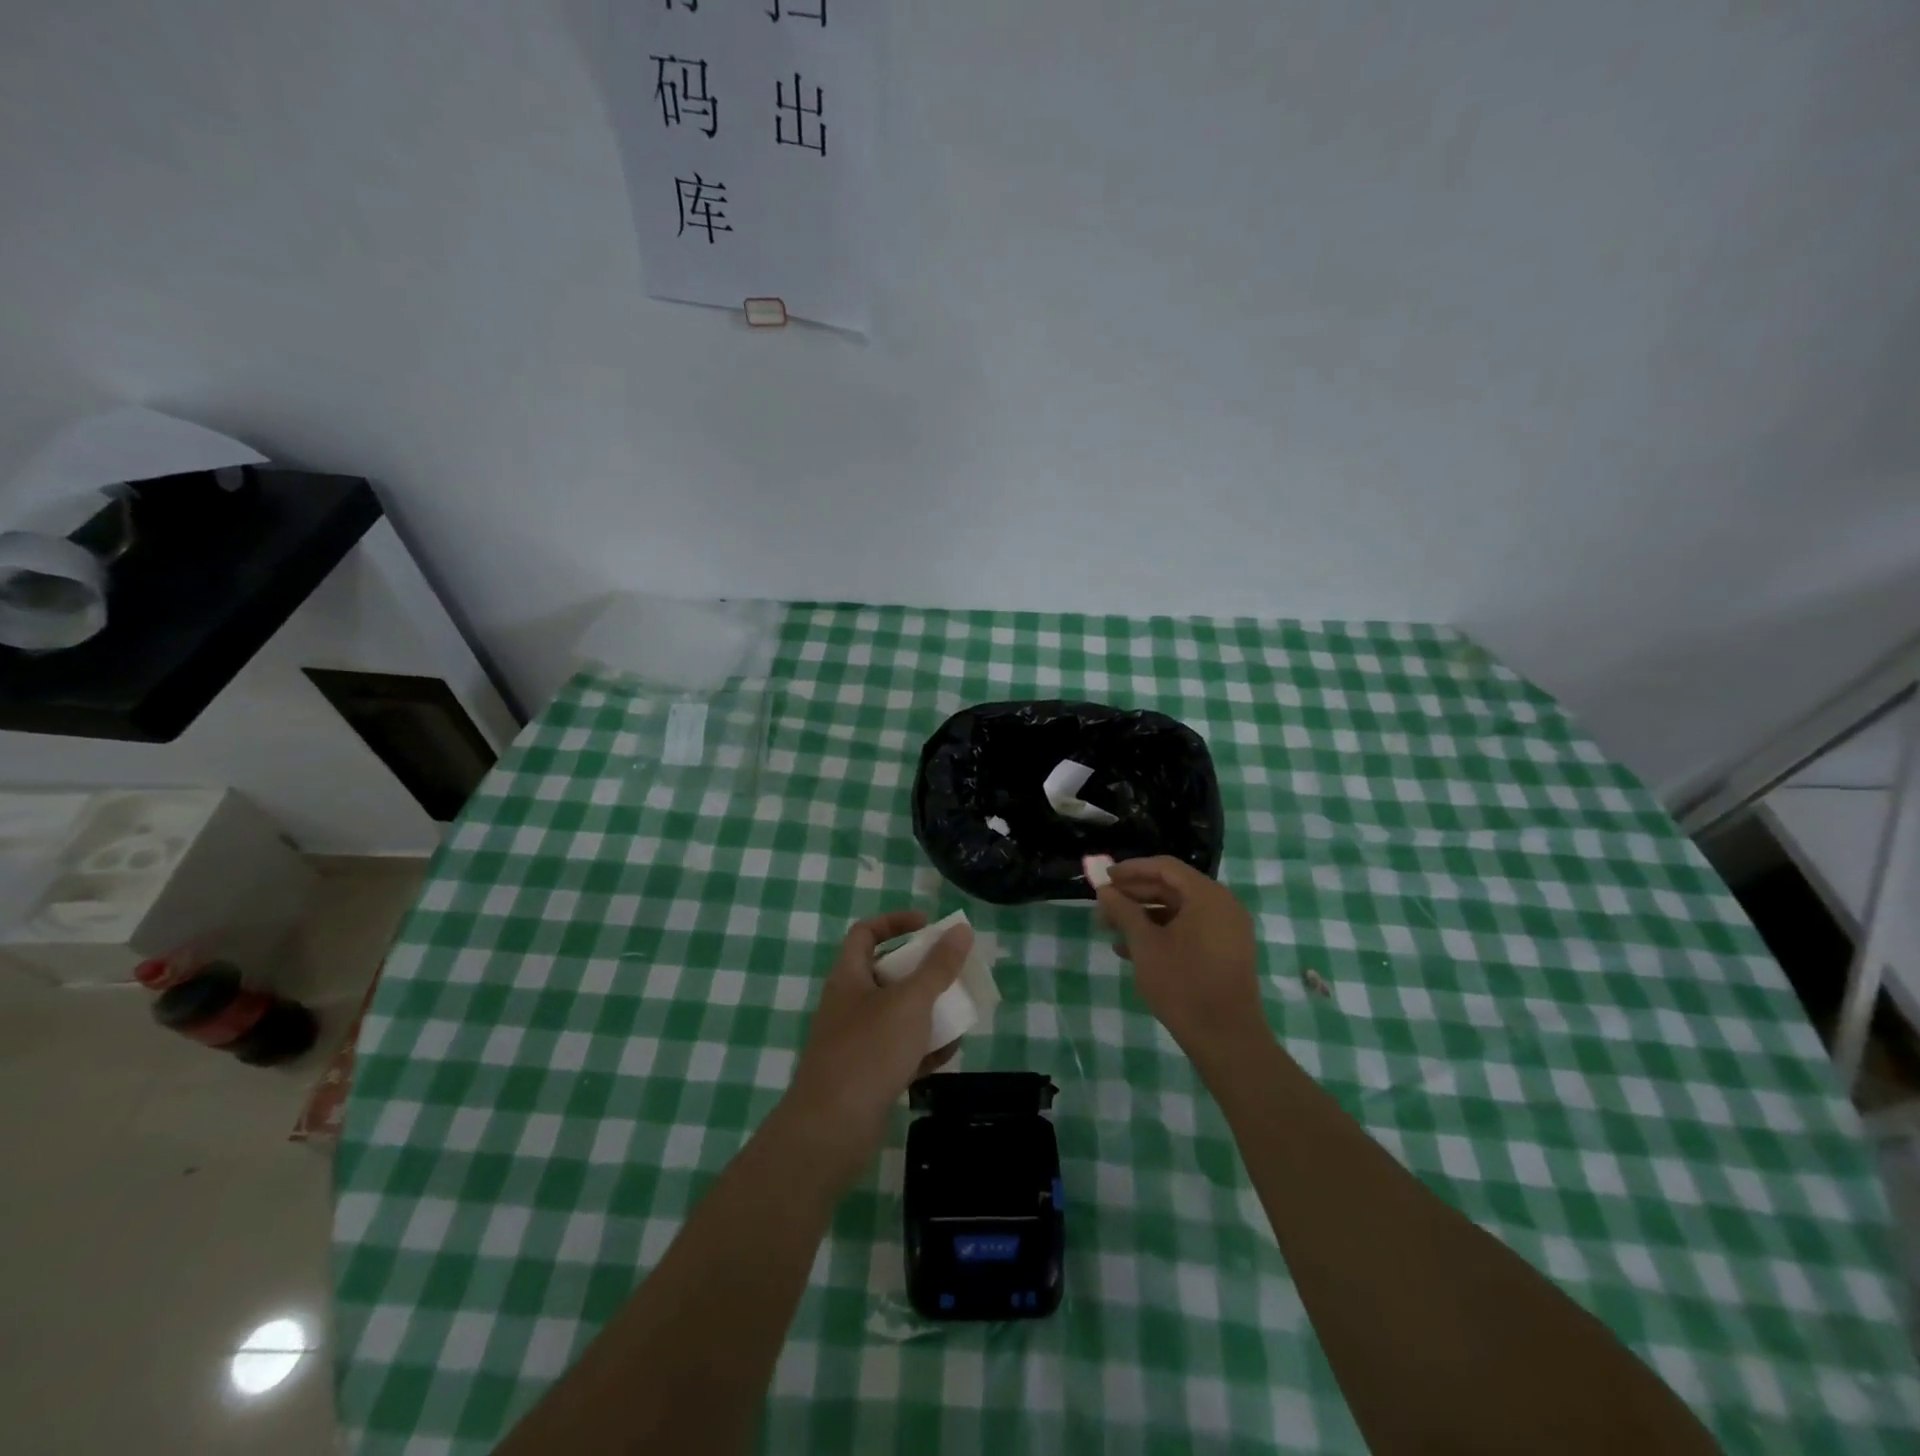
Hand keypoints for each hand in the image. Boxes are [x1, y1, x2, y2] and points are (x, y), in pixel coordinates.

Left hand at [779, 911, 972, 1187]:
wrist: (831, 1129)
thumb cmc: (869, 1051)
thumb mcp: (910, 1002)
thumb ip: (938, 966)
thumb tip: (960, 930)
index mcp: (849, 977)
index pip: (866, 933)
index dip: (895, 922)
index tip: (928, 926)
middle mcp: (848, 1004)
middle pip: (887, 974)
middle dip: (922, 972)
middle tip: (953, 973)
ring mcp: (855, 1042)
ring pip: (896, 1015)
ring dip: (928, 1012)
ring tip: (960, 1012)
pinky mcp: (866, 1075)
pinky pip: (899, 1051)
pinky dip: (922, 1048)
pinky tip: (949, 1052)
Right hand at [1096, 857, 1266, 1056]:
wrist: (1226, 1038)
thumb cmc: (1183, 984)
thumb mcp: (1145, 944)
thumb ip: (1123, 911)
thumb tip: (1105, 890)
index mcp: (1207, 896)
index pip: (1165, 867)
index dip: (1131, 869)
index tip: (1105, 878)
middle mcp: (1222, 905)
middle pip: (1172, 887)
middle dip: (1135, 895)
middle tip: (1104, 907)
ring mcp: (1227, 930)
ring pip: (1178, 911)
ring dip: (1144, 916)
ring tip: (1112, 930)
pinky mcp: (1225, 952)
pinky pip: (1190, 930)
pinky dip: (1162, 933)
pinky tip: (1131, 950)